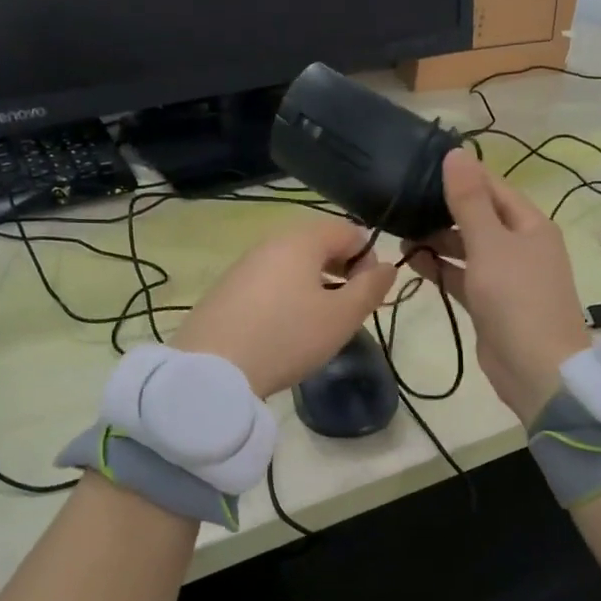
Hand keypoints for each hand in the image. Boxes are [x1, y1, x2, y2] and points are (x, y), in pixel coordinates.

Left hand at [174, 216, 395, 398]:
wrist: (213, 370)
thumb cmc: (287, 337)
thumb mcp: (341, 317)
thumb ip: (371, 288)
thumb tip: (387, 266)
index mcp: (301, 240)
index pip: (347, 230)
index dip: (367, 258)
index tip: (367, 294)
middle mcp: (270, 243)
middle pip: (317, 244)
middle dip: (340, 270)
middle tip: (345, 309)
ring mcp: (243, 265)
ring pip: (291, 264)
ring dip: (312, 284)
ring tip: (316, 323)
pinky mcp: (225, 290)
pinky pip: (267, 282)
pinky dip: (285, 296)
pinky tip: (282, 330)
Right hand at [403, 148, 589, 421]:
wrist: (536, 369)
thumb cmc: (516, 298)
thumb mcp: (490, 243)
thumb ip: (469, 201)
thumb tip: (456, 153)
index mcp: (530, 225)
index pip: (493, 188)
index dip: (462, 176)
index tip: (421, 167)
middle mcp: (521, 246)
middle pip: (480, 217)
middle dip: (445, 210)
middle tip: (403, 201)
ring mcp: (506, 276)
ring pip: (468, 248)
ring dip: (439, 240)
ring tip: (401, 230)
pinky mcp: (490, 303)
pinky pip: (463, 276)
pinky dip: (441, 268)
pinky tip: (412, 260)